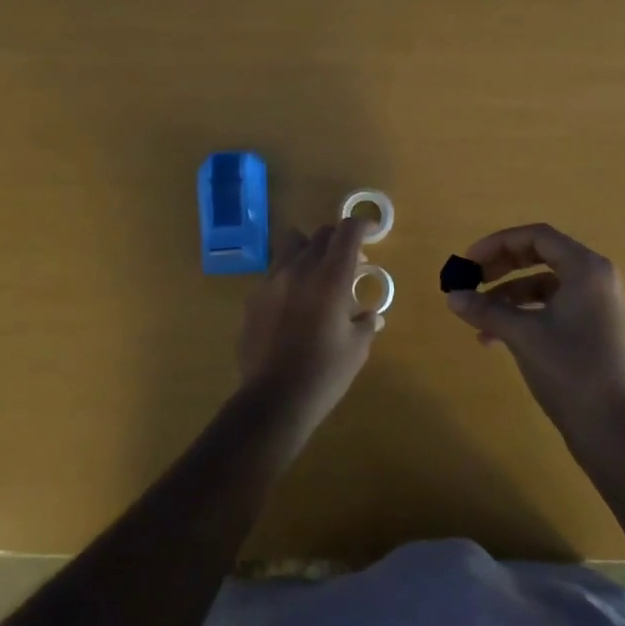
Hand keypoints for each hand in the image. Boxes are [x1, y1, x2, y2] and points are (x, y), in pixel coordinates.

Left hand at [236, 217, 378, 441]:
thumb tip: (370, 315)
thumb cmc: (324, 374)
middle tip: (350, 263)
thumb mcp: (357, 349)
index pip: (347, 231)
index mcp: (330, 278)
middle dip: (338, 241)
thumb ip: (366, 323)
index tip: (371, 232)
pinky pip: (275, 273)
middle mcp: (299, 270)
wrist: (273, 400)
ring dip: (310, 252)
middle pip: (320, 234)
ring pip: (291, 246)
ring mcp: (271, 282)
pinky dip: (290, 276)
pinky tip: (295, 304)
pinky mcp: (253, 298)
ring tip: (318, 277)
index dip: (362, 225)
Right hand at [444, 224, 624, 442]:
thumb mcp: (523, 336)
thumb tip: (452, 296)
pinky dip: (524, 316)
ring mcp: (597, 307)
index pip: (537, 237)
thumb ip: (486, 310)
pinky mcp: (593, 331)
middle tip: (471, 280)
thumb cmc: (572, 370)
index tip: (468, 260)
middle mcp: (596, 280)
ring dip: (508, 296)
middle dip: (501, 267)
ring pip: (544, 286)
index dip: (498, 243)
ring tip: (477, 316)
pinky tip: (493, 339)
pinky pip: (552, 309)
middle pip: (541, 257)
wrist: (616, 431)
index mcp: (587, 269)